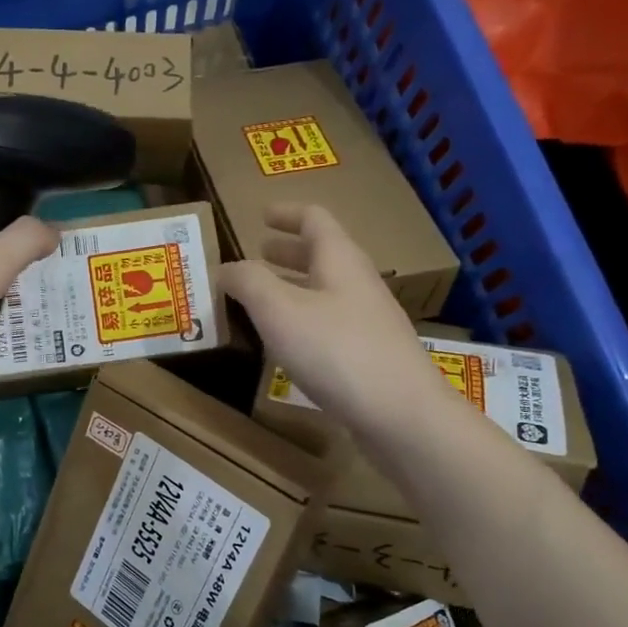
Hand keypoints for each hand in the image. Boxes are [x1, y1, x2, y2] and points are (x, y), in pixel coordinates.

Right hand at [221, 204, 445, 437]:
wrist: (401, 414)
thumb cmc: (337, 351)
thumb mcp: (280, 310)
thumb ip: (249, 283)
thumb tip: (226, 268)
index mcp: (339, 260)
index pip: (314, 219)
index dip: (287, 213)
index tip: (261, 214)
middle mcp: (358, 284)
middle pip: (323, 254)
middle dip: (289, 250)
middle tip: (259, 252)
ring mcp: (368, 321)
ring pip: (326, 290)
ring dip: (294, 285)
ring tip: (264, 296)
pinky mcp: (369, 355)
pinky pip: (330, 322)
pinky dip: (303, 318)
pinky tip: (288, 341)